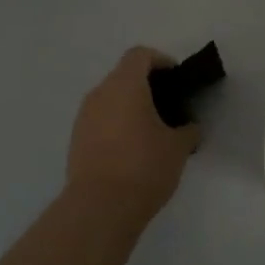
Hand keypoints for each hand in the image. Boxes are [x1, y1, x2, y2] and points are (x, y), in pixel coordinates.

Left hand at [66, 47, 194, 222]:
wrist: (98, 209)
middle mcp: (100, 94)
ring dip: (129, 107)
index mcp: (126, 85)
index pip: (140, 55)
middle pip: (123, 76)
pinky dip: (116, 126)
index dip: (160, 61)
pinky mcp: (75, 141)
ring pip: (110, 99)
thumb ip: (188, 130)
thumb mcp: (178, 147)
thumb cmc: (143, 166)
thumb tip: (189, 127)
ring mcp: (84, 118)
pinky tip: (132, 151)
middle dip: (146, 86)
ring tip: (151, 131)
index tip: (176, 80)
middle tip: (168, 107)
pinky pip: (100, 121)